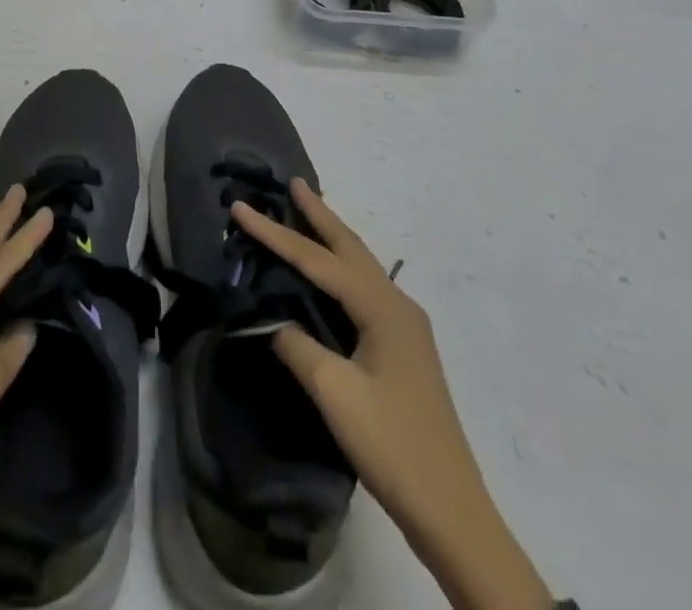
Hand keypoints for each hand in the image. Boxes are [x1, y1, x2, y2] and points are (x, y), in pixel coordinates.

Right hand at [231, 182, 551, 609]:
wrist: (451, 509)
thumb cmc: (391, 445)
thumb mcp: (334, 393)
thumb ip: (298, 347)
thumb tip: (278, 324)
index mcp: (381, 308)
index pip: (317, 259)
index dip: (275, 232)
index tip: (240, 206)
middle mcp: (397, 305)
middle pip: (349, 247)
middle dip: (319, 214)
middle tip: (293, 182)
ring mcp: (406, 326)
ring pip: (361, 266)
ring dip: (332, 237)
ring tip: (308, 211)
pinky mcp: (405, 347)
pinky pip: (366, 288)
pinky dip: (342, 266)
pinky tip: (331, 273)